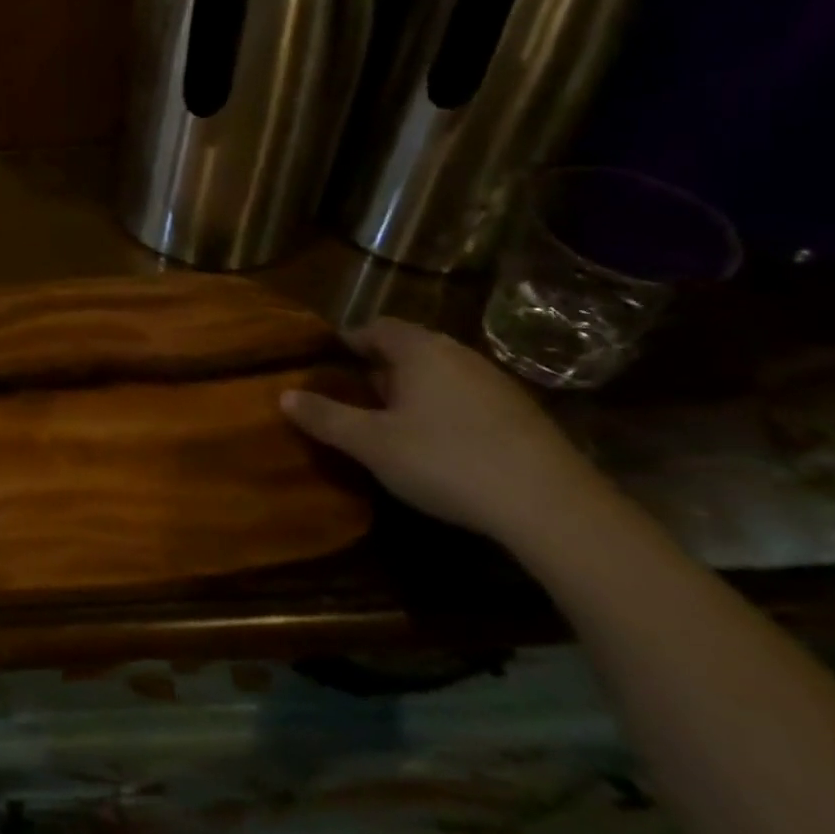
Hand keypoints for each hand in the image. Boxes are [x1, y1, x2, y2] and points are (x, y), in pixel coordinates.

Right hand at [281, 317, 603, 545]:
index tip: (330, 359)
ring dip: (415, 388)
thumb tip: (283, 394)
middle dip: (381, 365)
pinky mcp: (522, 414)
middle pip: (410, 347)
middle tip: (357, 392)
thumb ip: (326, 417)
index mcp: (419, 350)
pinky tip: (442, 443)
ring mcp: (496, 382)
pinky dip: (446, 408)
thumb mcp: (371, 444)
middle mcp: (458, 354)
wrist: (550, 505)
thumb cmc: (445, 460)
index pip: (377, 327)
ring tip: (394, 420)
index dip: (351, 340)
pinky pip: (468, 396)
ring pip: (442, 372)